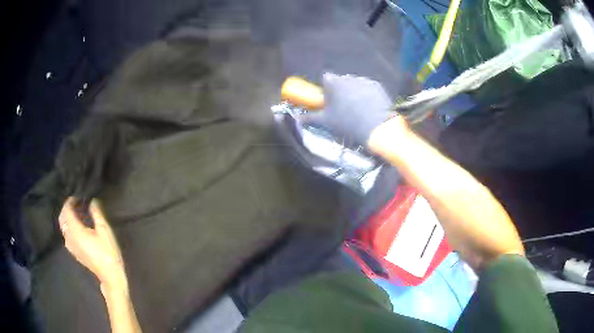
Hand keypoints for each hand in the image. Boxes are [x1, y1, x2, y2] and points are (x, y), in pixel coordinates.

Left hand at [59, 197, 126, 291]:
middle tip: (76, 204)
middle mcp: (69, 237)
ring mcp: (71, 246)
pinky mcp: (74, 252)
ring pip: (63, 227)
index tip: (78, 197)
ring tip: (77, 215)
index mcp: (75, 231)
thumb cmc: (108, 252)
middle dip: (66, 209)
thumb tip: (92, 201)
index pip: (66, 211)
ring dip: (67, 218)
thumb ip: (96, 213)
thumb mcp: (104, 231)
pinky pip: (66, 235)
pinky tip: (78, 228)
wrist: (110, 275)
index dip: (70, 201)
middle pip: (62, 218)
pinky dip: (69, 227)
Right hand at [302, 73, 397, 146]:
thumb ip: (309, 117)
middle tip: (343, 107)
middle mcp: (347, 77)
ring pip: (355, 84)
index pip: (326, 78)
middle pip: (340, 81)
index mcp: (333, 83)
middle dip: (340, 90)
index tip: (329, 100)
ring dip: (354, 91)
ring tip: (358, 109)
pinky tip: (369, 107)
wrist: (376, 127)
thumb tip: (296, 118)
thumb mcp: (326, 121)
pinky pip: (368, 87)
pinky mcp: (376, 85)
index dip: (326, 88)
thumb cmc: (347, 122)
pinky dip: (367, 94)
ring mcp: (363, 80)